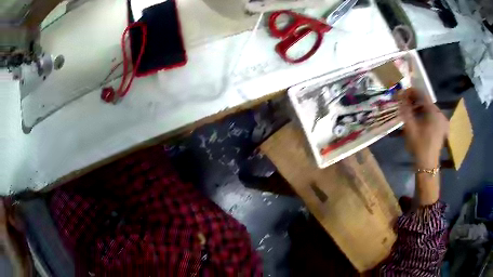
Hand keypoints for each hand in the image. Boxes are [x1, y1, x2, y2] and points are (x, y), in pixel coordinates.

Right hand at [397, 88, 448, 168]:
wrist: (428, 165)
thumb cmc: (419, 146)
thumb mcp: (410, 127)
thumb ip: (405, 110)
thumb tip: (400, 96)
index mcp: (434, 112)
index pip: (422, 94)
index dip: (411, 92)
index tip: (402, 93)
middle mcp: (440, 113)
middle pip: (426, 101)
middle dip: (415, 100)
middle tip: (405, 103)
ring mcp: (442, 121)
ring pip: (429, 108)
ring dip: (419, 107)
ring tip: (410, 111)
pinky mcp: (442, 127)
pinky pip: (433, 115)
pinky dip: (425, 114)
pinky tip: (418, 118)